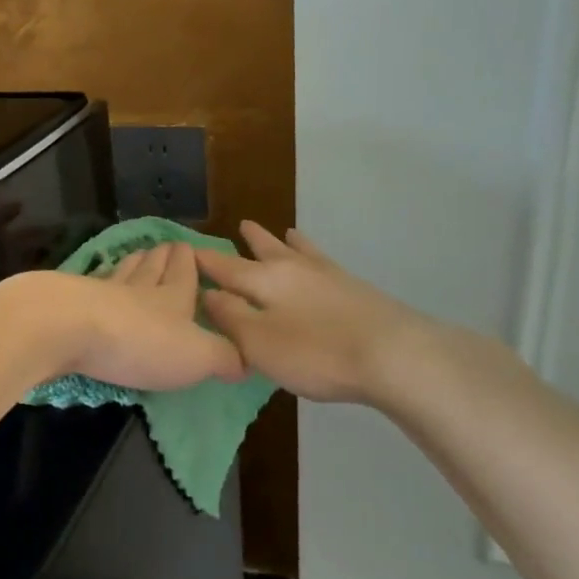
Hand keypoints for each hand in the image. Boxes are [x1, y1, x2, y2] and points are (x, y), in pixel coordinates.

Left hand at [19, 241, 245, 391]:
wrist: (67, 328)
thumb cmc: (140, 341)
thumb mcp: (196, 356)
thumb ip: (224, 357)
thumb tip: (247, 361)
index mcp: (173, 296)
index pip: (184, 271)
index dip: (189, 260)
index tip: (190, 248)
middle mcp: (138, 287)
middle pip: (152, 265)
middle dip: (162, 257)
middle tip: (166, 247)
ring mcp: (100, 290)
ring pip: (121, 271)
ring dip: (132, 263)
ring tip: (137, 255)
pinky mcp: (68, 301)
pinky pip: (88, 286)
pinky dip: (96, 282)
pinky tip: (93, 282)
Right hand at [195, 222, 427, 402]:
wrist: (394, 354)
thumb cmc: (316, 352)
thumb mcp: (259, 341)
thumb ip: (230, 317)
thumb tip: (208, 293)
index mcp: (264, 281)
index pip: (225, 268)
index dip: (204, 261)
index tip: (185, 250)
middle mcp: (294, 270)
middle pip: (265, 252)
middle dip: (249, 243)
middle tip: (241, 225)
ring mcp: (328, 277)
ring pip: (299, 252)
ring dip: (284, 243)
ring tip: (282, 231)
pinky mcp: (355, 290)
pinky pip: (324, 263)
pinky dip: (315, 256)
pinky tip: (322, 261)